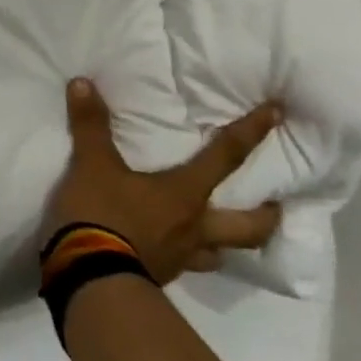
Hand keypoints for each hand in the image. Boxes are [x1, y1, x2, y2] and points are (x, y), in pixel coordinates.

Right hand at [45, 78, 282, 284]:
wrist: (88, 277)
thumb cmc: (101, 214)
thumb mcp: (91, 164)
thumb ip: (91, 125)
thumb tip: (83, 82)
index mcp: (185, 194)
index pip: (227, 157)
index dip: (251, 132)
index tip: (277, 113)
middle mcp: (195, 227)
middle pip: (249, 226)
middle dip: (267, 215)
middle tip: (274, 205)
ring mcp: (181, 258)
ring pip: (220, 253)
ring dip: (227, 244)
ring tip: (221, 234)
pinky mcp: (160, 277)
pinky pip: (186, 266)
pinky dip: (187, 257)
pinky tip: (172, 251)